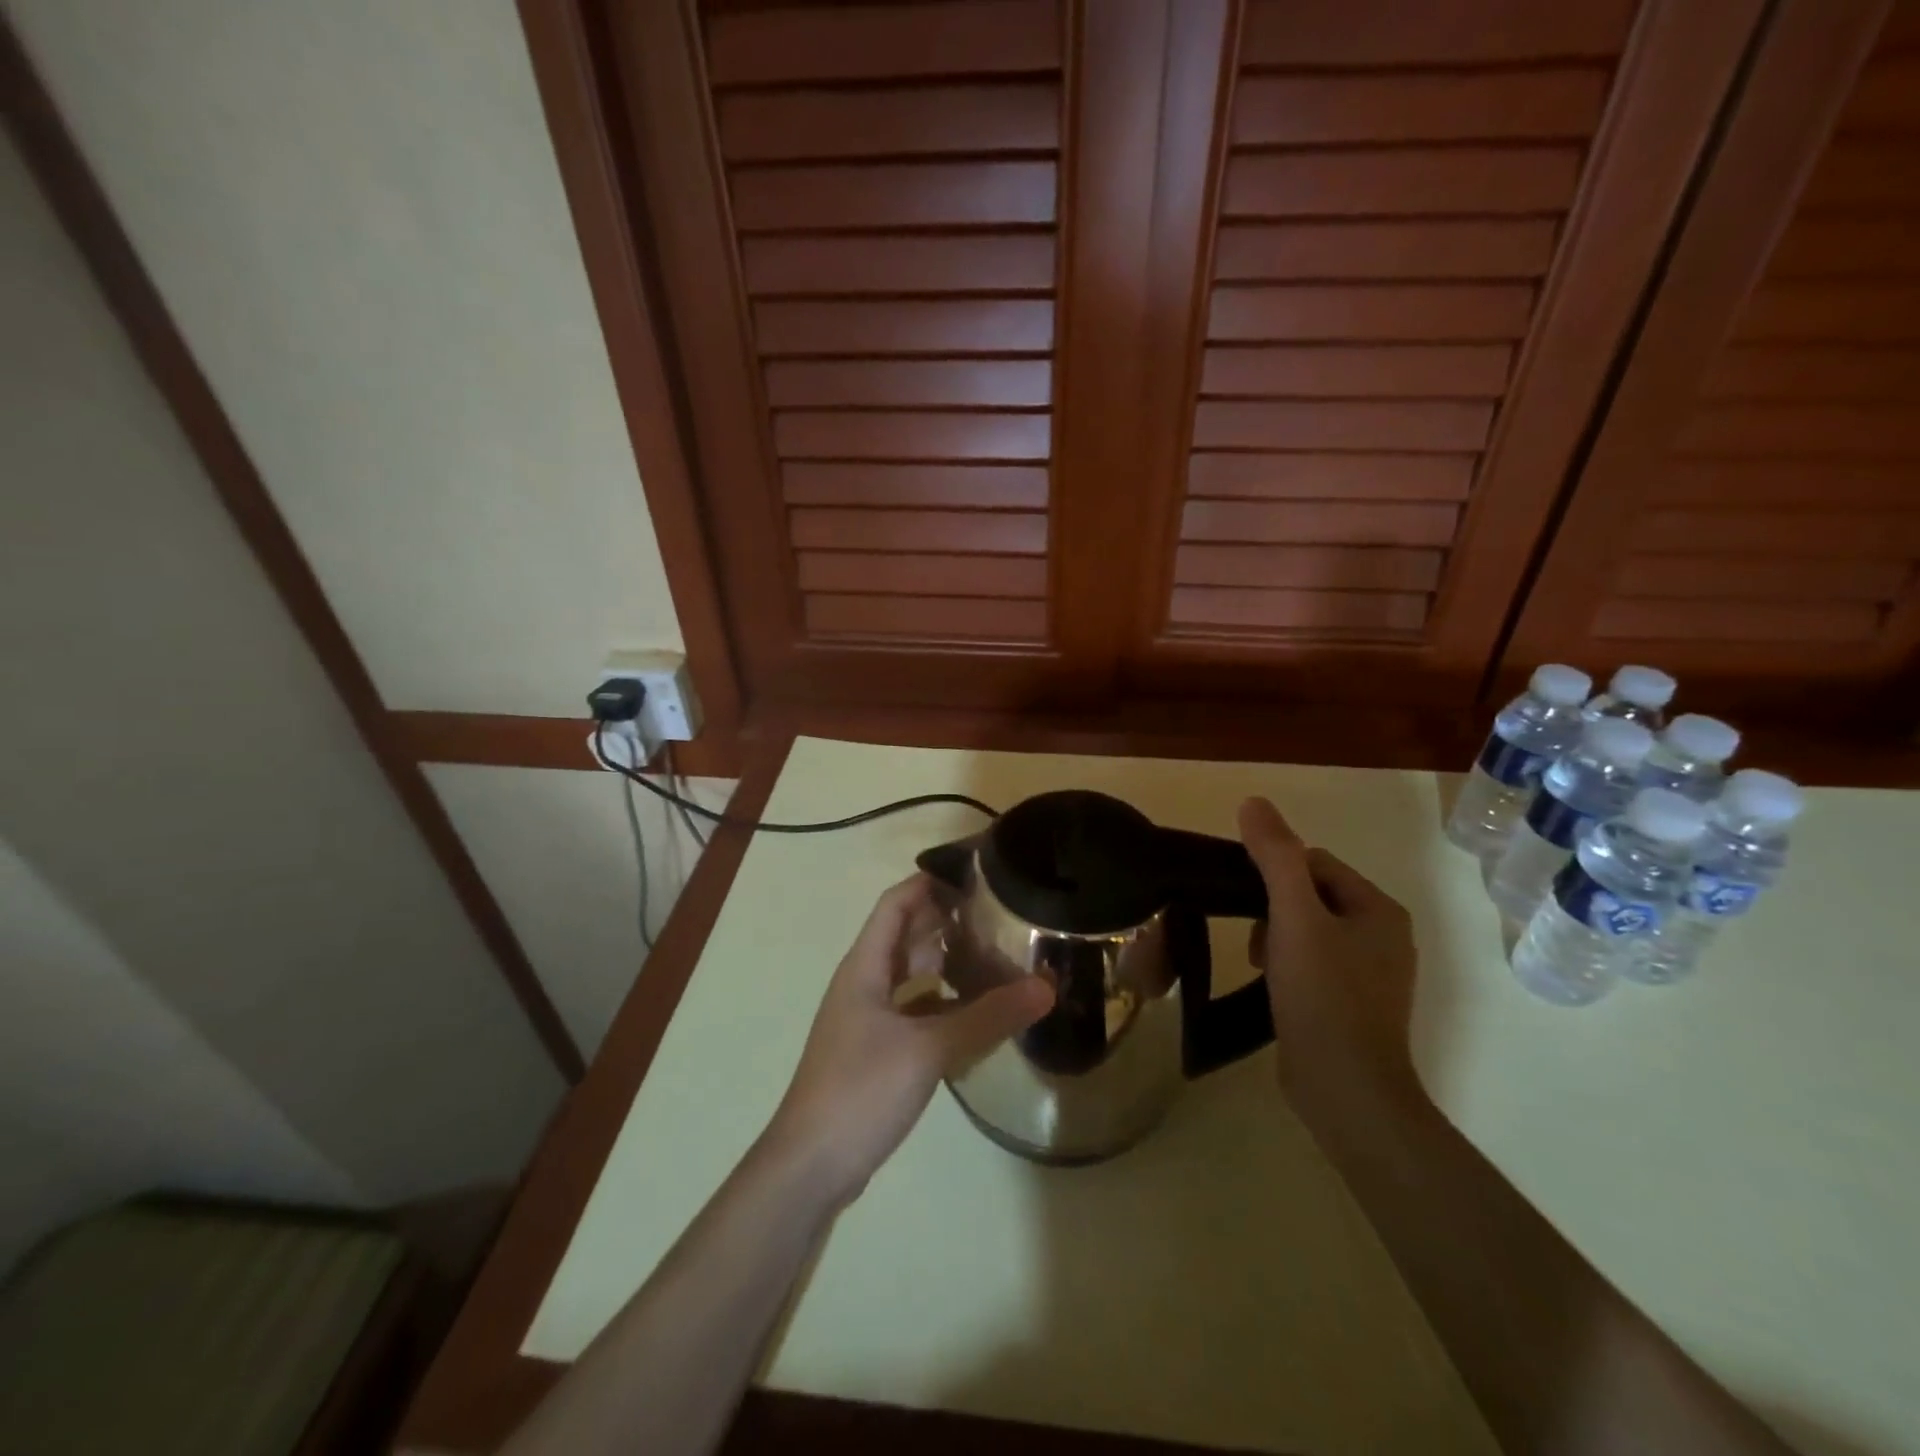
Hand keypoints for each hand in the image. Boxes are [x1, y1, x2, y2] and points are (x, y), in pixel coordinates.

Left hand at [765, 875, 1053, 1204]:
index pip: (896, 903)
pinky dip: (942, 1002)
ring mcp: (867, 1019)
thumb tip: (1046, 987)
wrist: (810, 1166)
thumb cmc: (861, 1090)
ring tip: (994, 955)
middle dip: (946, 920)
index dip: (929, 882)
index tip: (974, 873)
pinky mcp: (874, 1050)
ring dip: (945, 962)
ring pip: (910, 975)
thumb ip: (987, 1017)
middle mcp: (863, 983)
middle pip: (905, 935)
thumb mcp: (929, 1049)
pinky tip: (975, 1012)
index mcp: (865, 966)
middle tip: (997, 913)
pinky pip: (913, 1009)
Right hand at [1237, 797, 1424, 1117]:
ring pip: (1308, 931)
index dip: (1276, 877)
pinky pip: (1313, 964)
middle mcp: (1384, 935)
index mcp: (1378, 909)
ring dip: (1277, 940)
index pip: (1315, 863)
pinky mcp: (1353, 1004)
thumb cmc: (1323, 995)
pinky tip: (1273, 987)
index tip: (1251, 905)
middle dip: (1274, 911)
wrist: (1346, 1089)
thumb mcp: (1294, 918)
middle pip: (1311, 896)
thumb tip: (1253, 801)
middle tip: (1257, 942)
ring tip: (1261, 966)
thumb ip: (1274, 857)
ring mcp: (1372, 973)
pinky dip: (1288, 968)